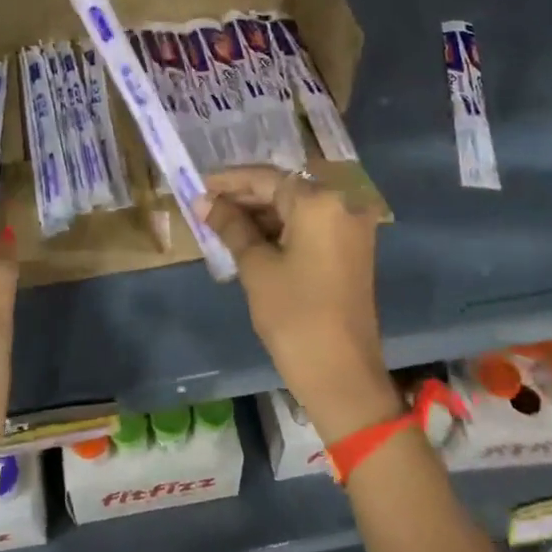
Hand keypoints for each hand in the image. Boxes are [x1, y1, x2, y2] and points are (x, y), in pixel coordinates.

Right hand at [199, 166, 399, 442]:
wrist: (341, 373)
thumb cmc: (293, 315)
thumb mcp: (256, 267)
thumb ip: (231, 226)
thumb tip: (204, 202)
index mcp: (320, 202)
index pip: (267, 178)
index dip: (230, 181)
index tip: (199, 185)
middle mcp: (343, 204)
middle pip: (285, 189)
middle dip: (246, 197)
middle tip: (207, 207)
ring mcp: (352, 228)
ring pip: (299, 208)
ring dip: (263, 214)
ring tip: (222, 223)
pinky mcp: (352, 250)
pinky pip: (312, 226)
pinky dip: (283, 229)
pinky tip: (251, 239)